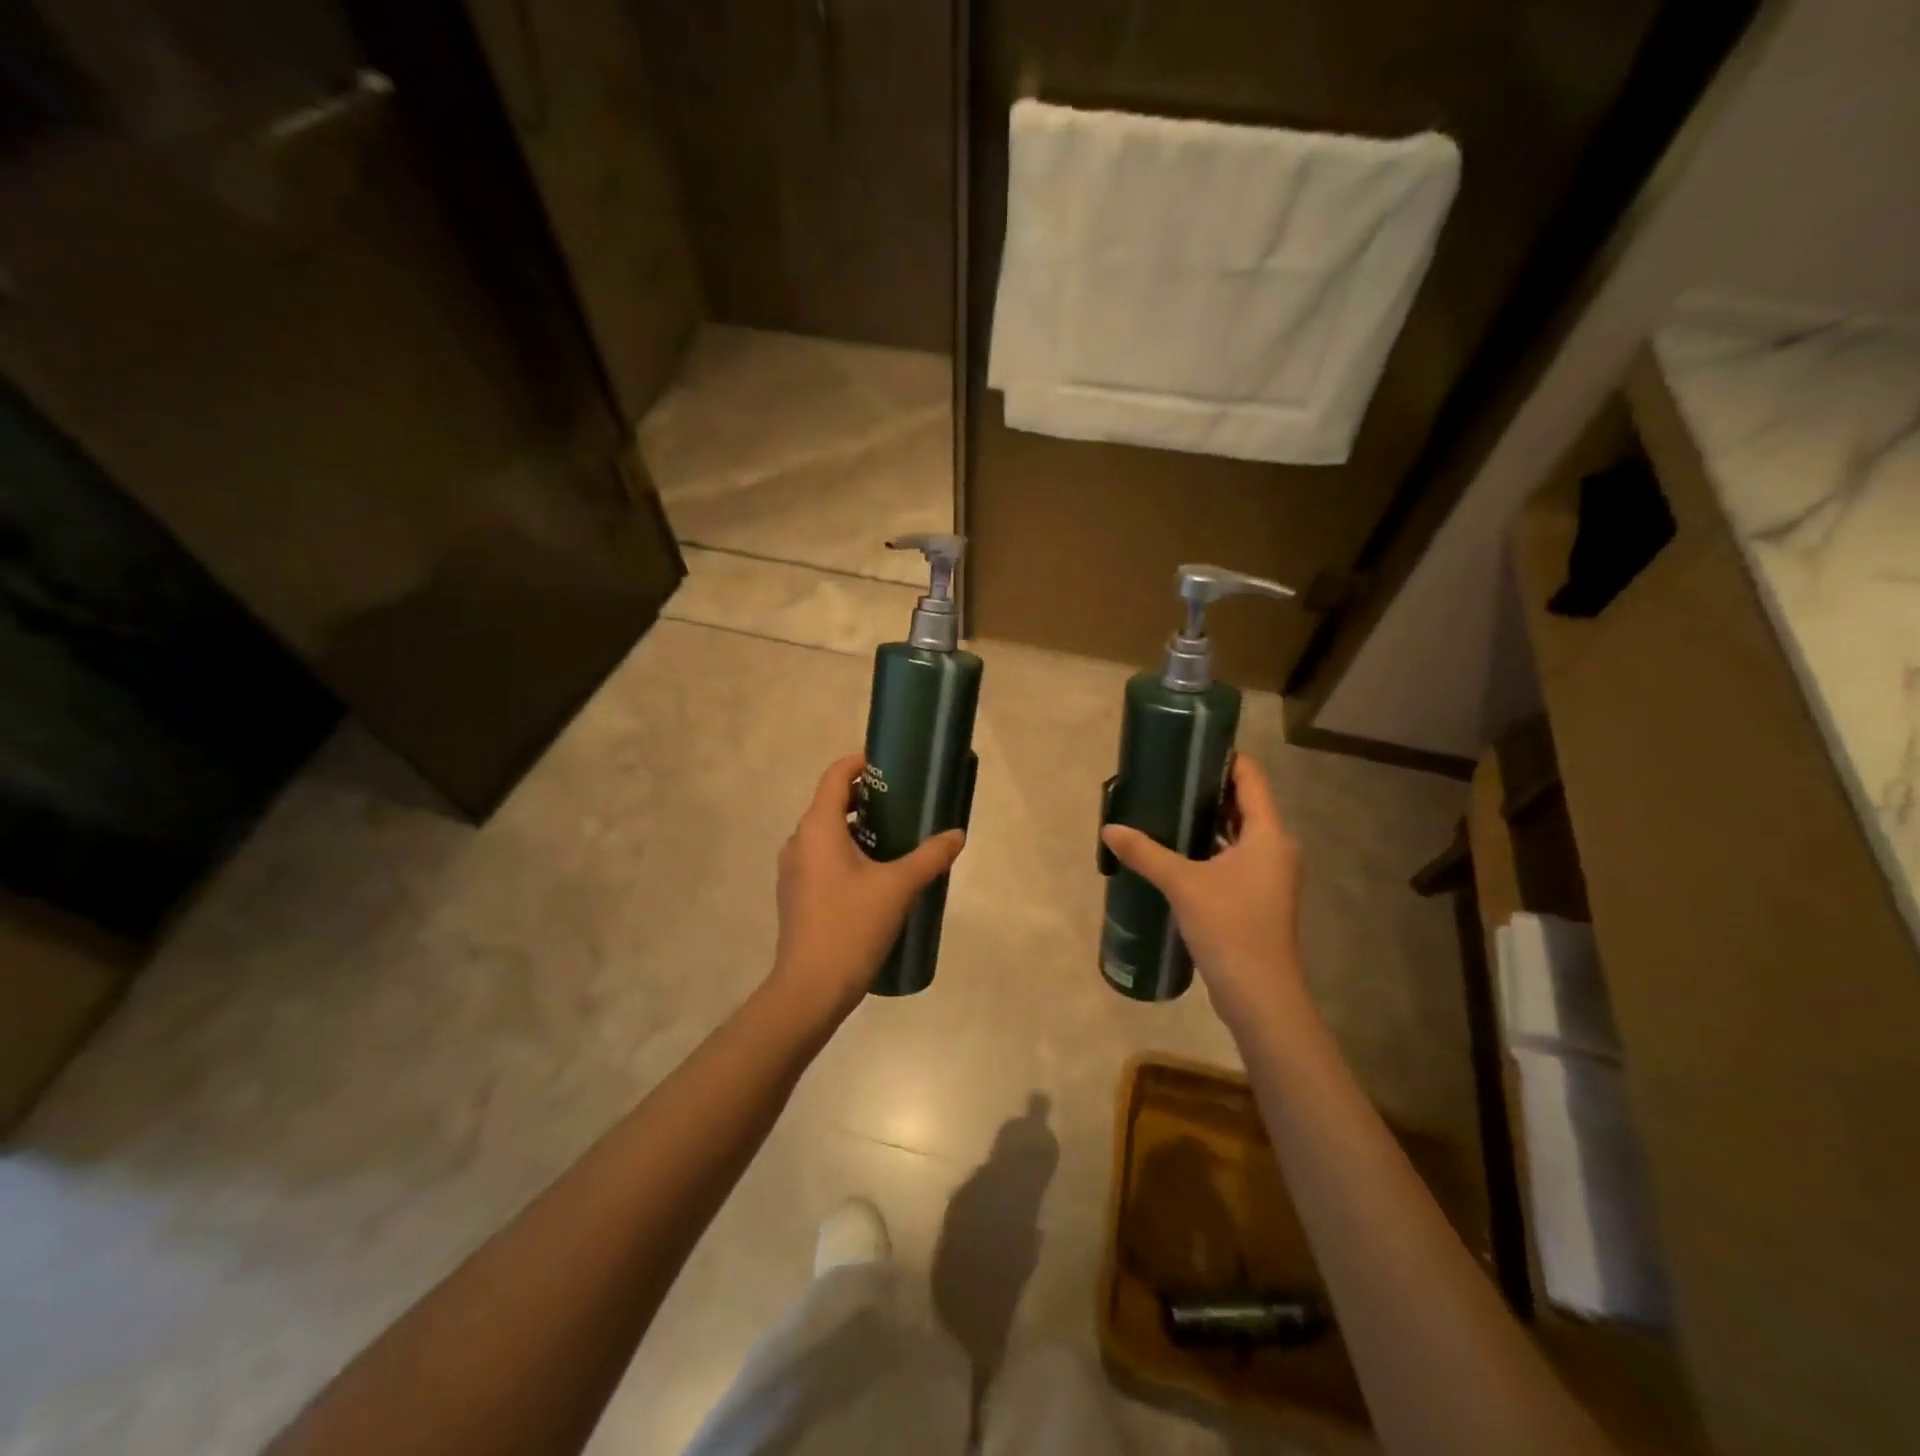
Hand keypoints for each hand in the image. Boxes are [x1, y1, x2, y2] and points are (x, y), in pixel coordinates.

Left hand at [771, 752, 965, 1021]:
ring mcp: (792, 869)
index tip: (890, 767)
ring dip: (856, 828)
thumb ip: (930, 857)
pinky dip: (845, 852)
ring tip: (894, 839)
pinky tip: (874, 875)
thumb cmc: (852, 926)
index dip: (860, 763)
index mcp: (817, 828)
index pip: (835, 776)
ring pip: (825, 833)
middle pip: (830, 803)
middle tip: (902, 804)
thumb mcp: (898, 887)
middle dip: (865, 798)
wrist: (810, 988)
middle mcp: (798, 841)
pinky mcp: (795, 894)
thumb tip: (956, 835)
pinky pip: (821, 858)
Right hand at [1099, 754, 1305, 1032]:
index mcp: (1268, 835)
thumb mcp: (1182, 885)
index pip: (1251, 779)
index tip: (1189, 749)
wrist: (1260, 995)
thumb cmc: (1229, 928)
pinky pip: (1235, 858)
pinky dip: (1211, 848)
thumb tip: (1109, 829)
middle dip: (1208, 790)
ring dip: (1208, 822)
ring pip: (1239, 834)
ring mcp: (1270, 875)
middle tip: (1168, 779)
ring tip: (1167, 810)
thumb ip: (1145, 853)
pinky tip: (1179, 852)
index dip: (1225, 759)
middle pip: (1244, 804)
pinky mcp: (1259, 897)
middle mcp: (1276, 849)